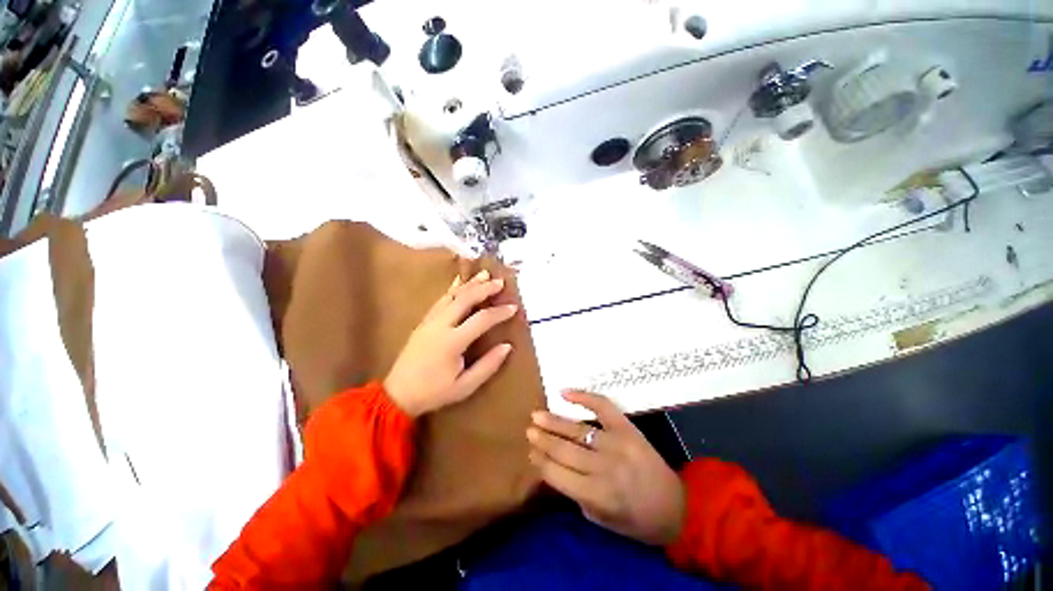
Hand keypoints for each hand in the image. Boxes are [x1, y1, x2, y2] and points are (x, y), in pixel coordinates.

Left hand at [384, 270, 516, 417]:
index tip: (514, 307)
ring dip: (470, 284)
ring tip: (484, 274)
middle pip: (465, 299)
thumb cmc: (434, 392)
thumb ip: (488, 365)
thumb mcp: (465, 386)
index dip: (499, 312)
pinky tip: (459, 282)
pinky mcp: (424, 321)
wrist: (398, 394)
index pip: (481, 320)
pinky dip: (453, 289)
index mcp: (452, 342)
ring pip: (452, 295)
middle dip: (484, 289)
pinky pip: (441, 300)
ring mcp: (430, 321)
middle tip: (500, 282)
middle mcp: (440, 325)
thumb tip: (507, 346)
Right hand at [527, 391, 684, 545]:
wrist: (677, 506)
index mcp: (597, 495)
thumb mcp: (602, 521)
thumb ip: (577, 495)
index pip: (557, 474)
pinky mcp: (627, 428)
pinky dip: (584, 397)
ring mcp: (616, 443)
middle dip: (543, 440)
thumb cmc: (637, 520)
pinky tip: (565, 393)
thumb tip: (555, 469)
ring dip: (554, 422)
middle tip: (528, 430)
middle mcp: (603, 467)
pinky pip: (602, 406)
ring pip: (577, 430)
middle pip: (564, 450)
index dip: (541, 462)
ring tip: (536, 415)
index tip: (530, 453)